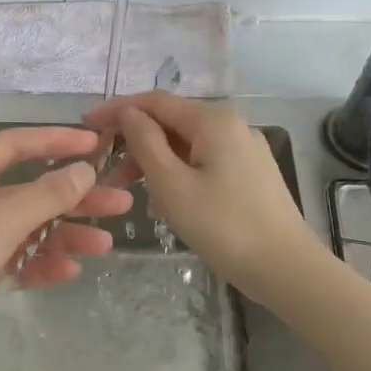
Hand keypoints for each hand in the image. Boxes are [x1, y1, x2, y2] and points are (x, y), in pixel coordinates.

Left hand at [0, 125, 133, 356]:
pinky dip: (41, 263)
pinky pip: (16, 259)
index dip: (56, 141)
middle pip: (30, 190)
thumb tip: (84, 170)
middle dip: (74, 197)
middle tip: (119, 203)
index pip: (16, 145)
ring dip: (65, 234)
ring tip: (105, 245)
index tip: (96, 144)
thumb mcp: (1, 220)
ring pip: (27, 228)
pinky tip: (69, 271)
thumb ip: (46, 195)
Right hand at [86, 92, 316, 294]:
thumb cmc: (223, 226)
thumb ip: (145, 142)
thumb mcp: (172, 184)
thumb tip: (128, 114)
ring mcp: (244, 150)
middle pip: (171, 123)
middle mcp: (231, 126)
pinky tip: (165, 204)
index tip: (85, 126)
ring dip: (154, 164)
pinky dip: (178, 176)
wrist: (285, 269)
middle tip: (107, 174)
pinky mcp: (250, 174)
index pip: (154, 101)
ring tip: (132, 195)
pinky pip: (203, 163)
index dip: (117, 110)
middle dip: (135, 143)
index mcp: (213, 121)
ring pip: (186, 146)